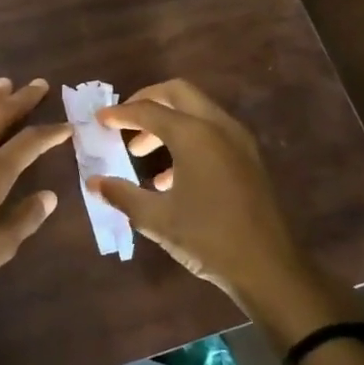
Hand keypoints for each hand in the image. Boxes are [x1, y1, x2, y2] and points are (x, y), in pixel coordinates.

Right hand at [89, 79, 335, 337]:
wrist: (269, 270)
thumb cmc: (207, 239)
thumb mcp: (155, 218)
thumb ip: (122, 194)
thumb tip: (94, 182)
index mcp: (194, 135)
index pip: (148, 110)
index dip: (120, 113)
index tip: (99, 119)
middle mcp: (218, 128)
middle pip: (177, 93)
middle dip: (146, 101)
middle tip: (123, 121)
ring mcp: (238, 142)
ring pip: (196, 112)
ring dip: (165, 122)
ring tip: (139, 153)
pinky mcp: (248, 160)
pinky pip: (211, 133)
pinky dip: (186, 139)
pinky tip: (168, 178)